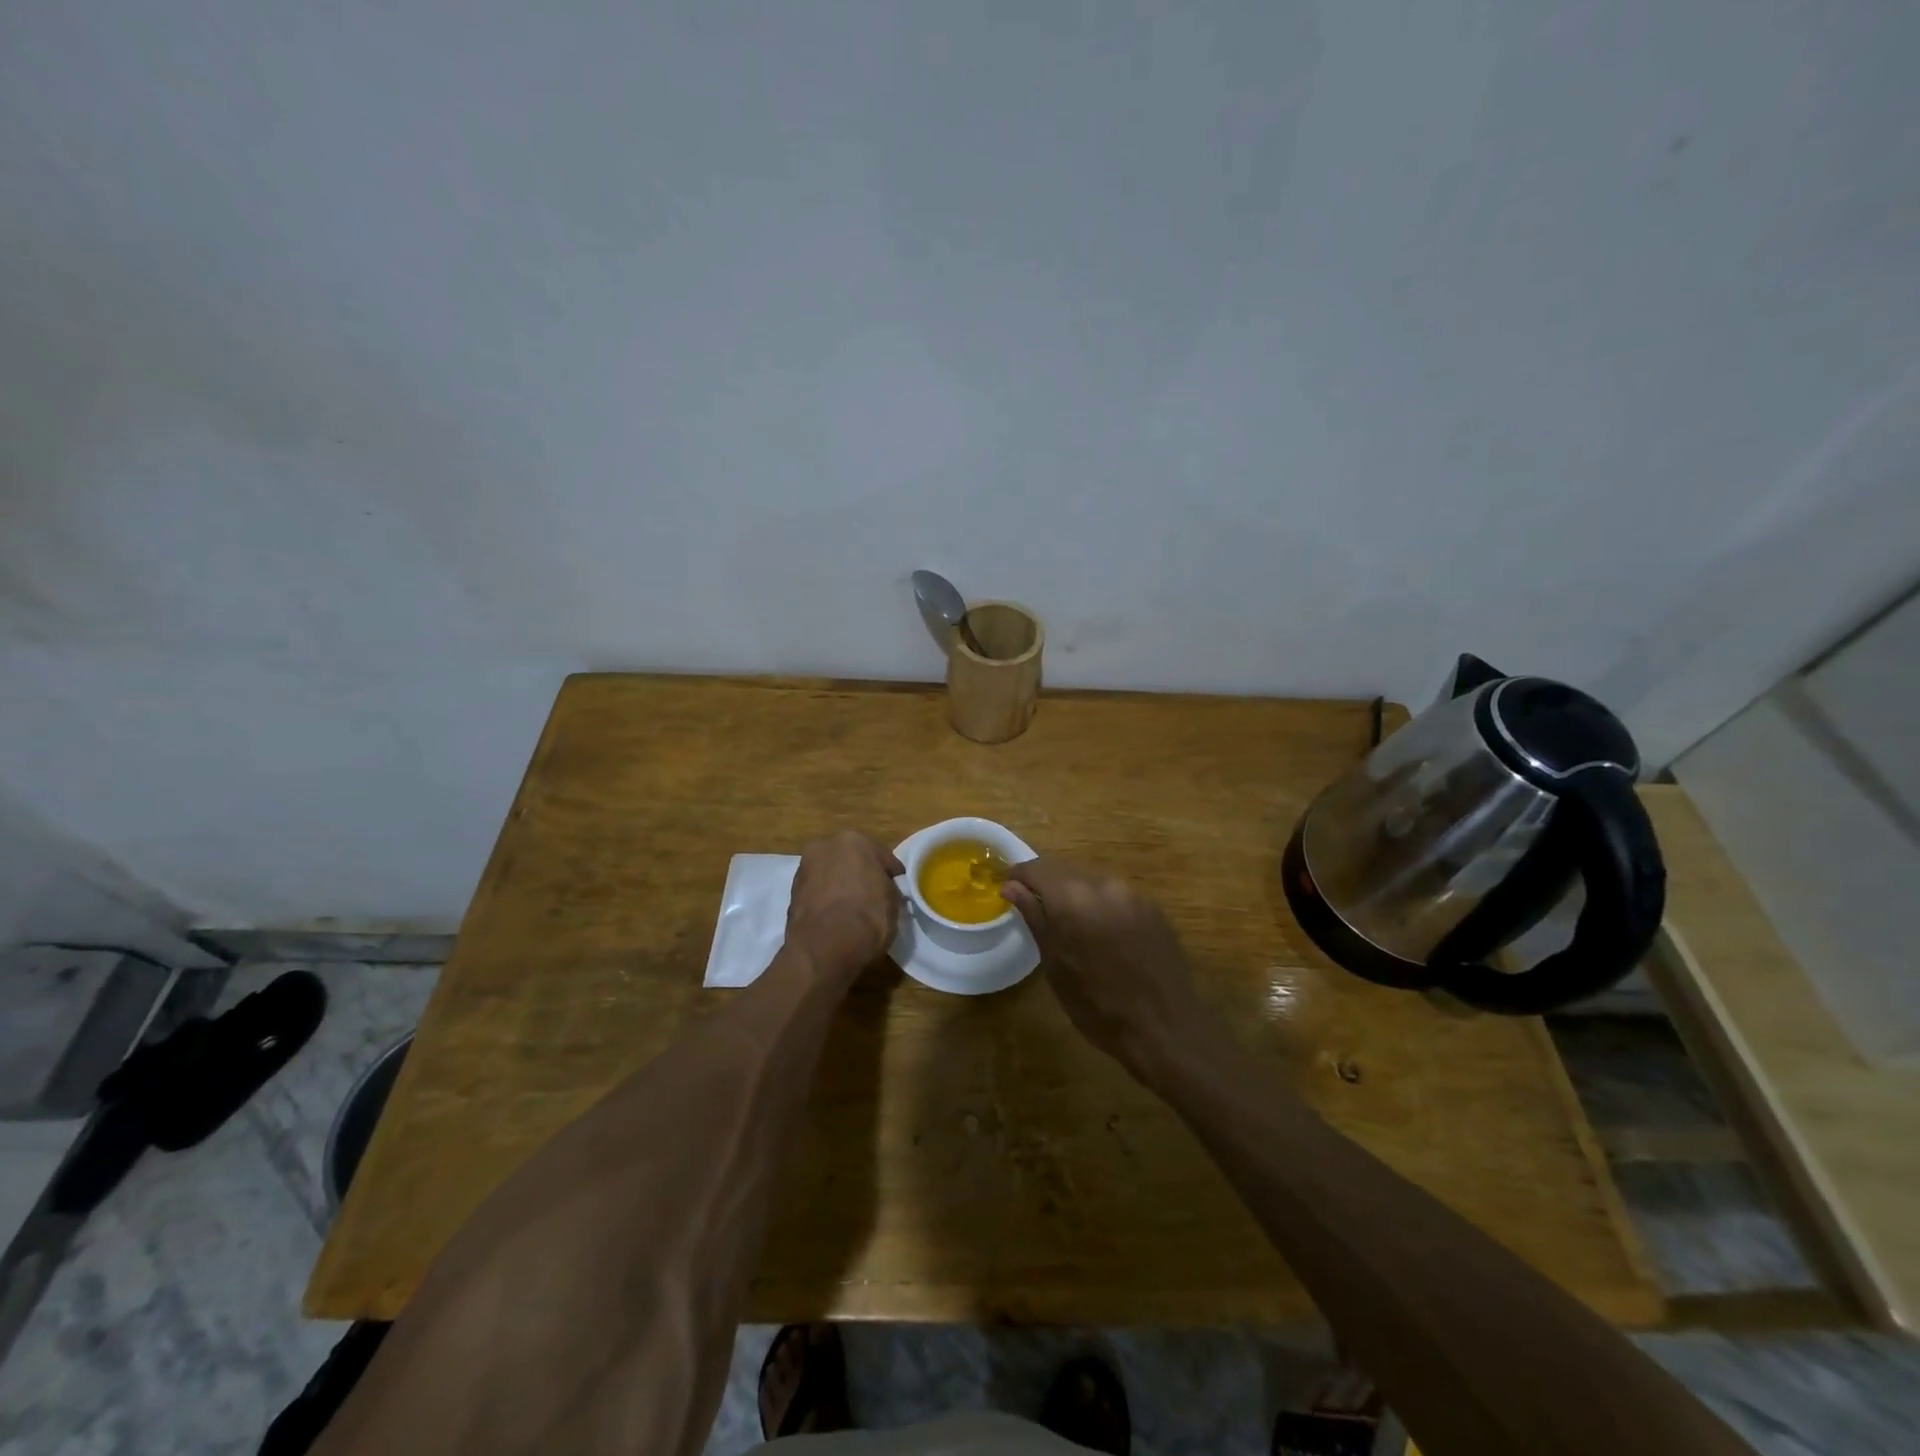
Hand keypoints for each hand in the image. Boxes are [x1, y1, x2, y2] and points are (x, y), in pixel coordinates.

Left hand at [786, 831, 904, 979]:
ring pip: (830, 875)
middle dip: (860, 874)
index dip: (891, 874)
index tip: (897, 888)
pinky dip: (825, 901)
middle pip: (850, 860)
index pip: (881, 856)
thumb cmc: (868, 916)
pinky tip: (835, 918)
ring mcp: (804, 869)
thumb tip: (881, 890)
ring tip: (852, 909)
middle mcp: (824, 846)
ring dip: (839, 886)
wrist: (825, 948)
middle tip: (872, 895)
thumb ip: (887, 887)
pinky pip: (817, 893)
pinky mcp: (791, 894)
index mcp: (854, 840)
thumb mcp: (893, 900)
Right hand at [1001, 858, 1213, 1071]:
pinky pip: (1116, 897)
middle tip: (1036, 912)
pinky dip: (1102, 907)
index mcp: (1074, 898)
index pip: (1036, 869)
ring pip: (1092, 883)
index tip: (1008, 890)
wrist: (1164, 1030)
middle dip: (1046, 887)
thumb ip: (1034, 917)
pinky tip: (1103, 937)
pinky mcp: (1154, 908)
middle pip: (1064, 872)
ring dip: (1076, 897)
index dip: (1018, 877)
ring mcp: (1133, 894)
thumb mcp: (1055, 965)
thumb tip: (1011, 886)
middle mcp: (1104, 885)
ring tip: (1071, 928)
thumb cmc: (1098, 1006)